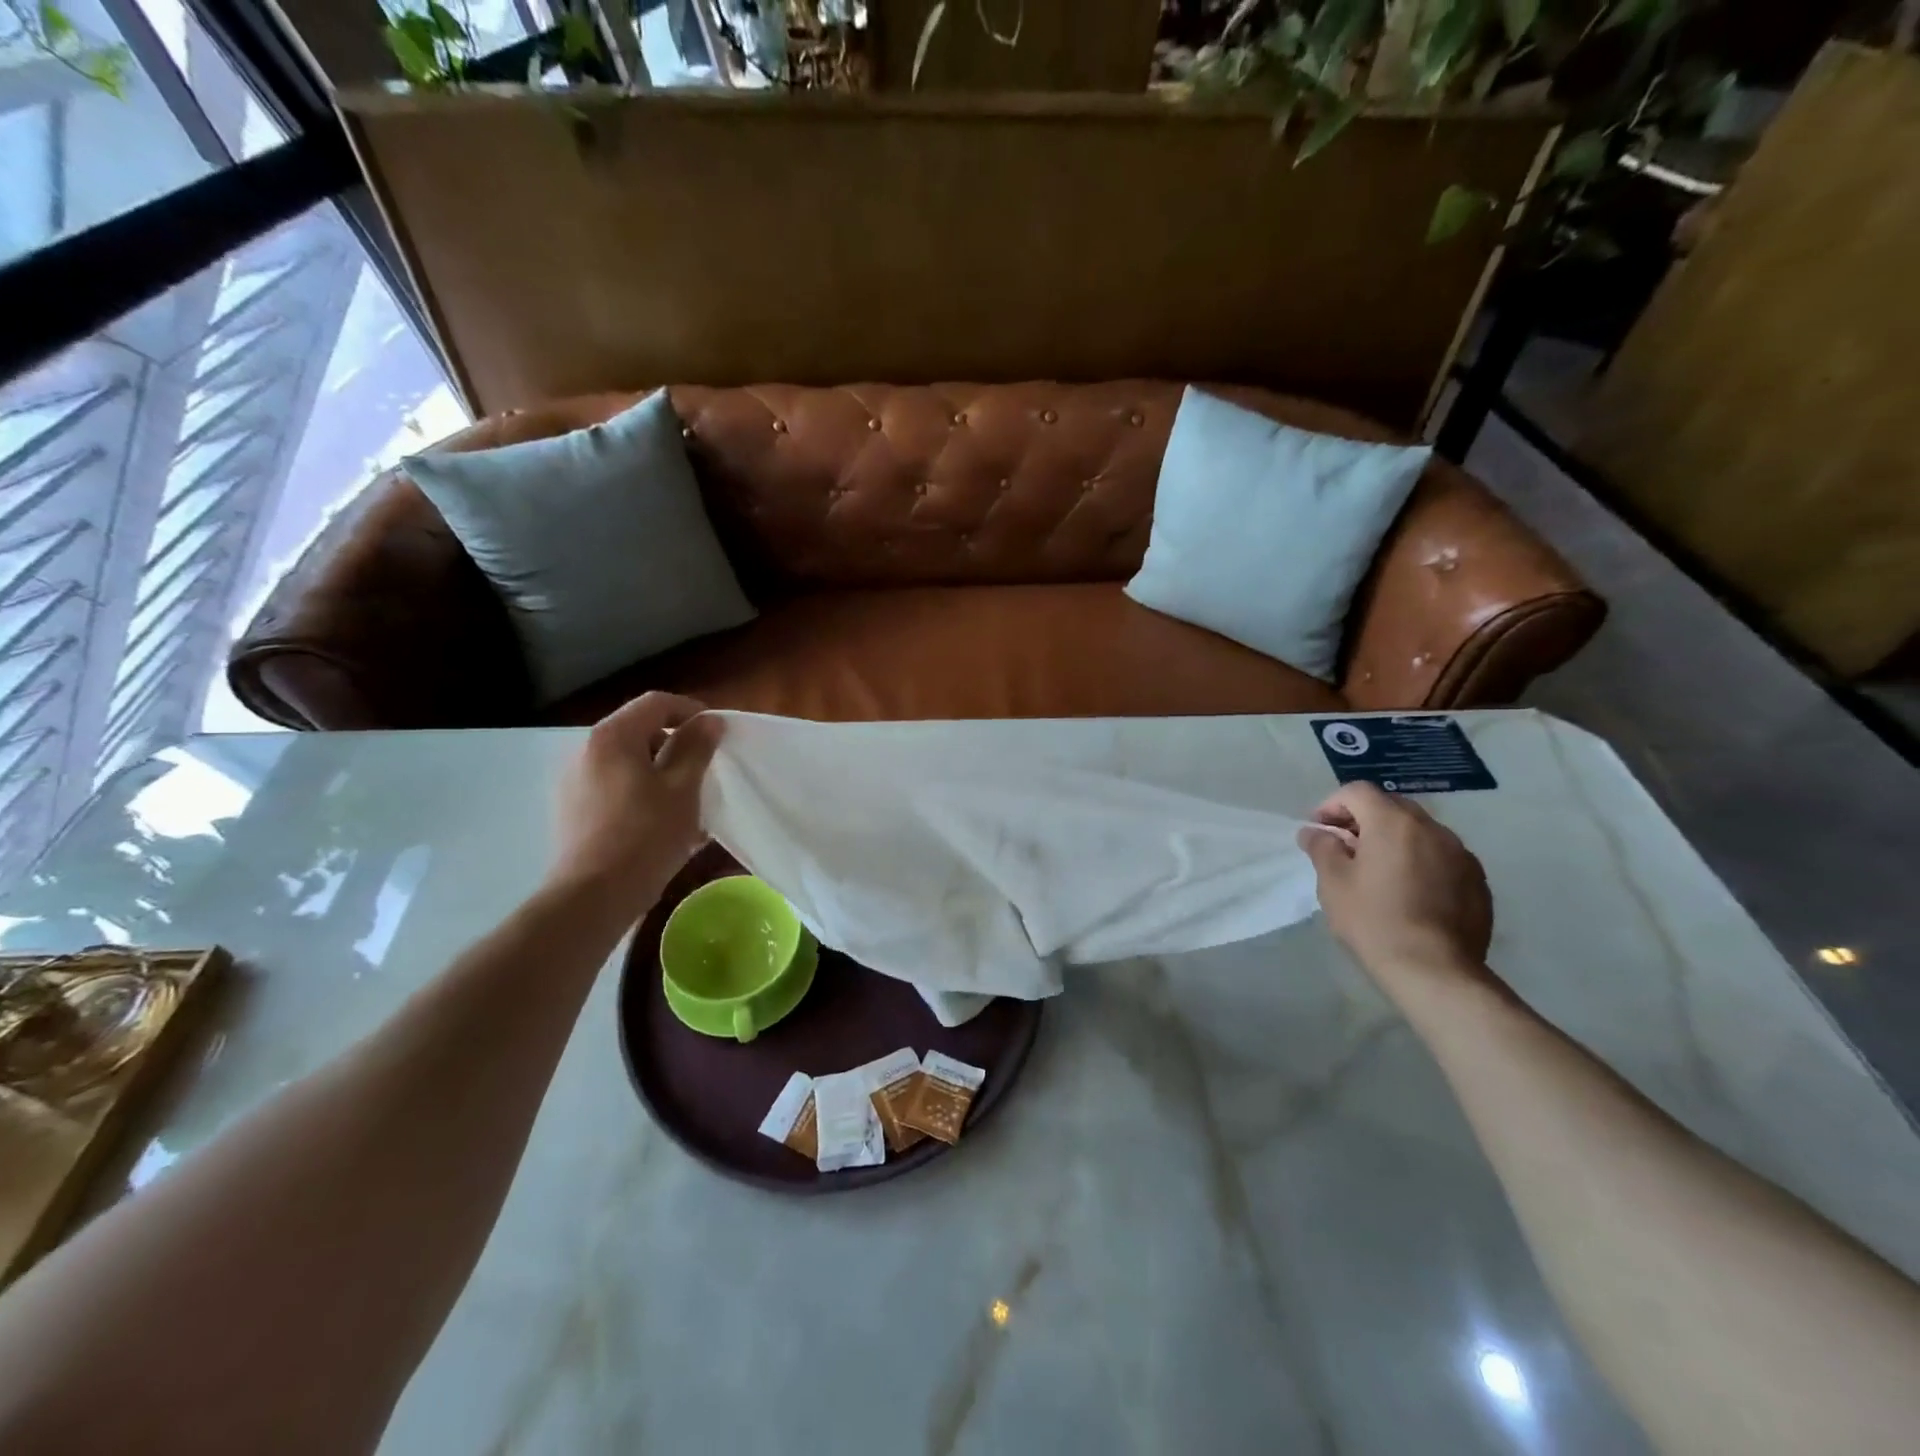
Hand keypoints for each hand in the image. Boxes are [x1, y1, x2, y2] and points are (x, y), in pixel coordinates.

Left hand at [548, 693, 723, 918]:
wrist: (593, 896)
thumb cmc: (645, 835)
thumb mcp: (683, 788)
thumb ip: (697, 748)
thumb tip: (709, 721)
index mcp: (612, 737)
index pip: (657, 703)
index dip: (692, 711)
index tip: (718, 734)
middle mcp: (585, 750)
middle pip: (640, 731)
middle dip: (677, 744)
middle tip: (706, 769)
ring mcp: (574, 782)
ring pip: (628, 762)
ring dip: (661, 771)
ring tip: (687, 799)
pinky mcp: (573, 811)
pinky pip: (615, 787)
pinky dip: (641, 792)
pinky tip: (661, 821)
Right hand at [1297, 782, 1493, 998]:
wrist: (1435, 971)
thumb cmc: (1374, 921)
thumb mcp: (1333, 882)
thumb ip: (1322, 848)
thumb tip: (1314, 832)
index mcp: (1393, 823)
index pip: (1358, 792)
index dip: (1332, 804)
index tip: (1319, 830)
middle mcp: (1432, 829)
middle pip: (1392, 807)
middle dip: (1364, 819)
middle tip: (1345, 848)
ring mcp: (1461, 854)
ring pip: (1420, 831)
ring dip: (1394, 840)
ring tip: (1378, 871)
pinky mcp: (1478, 881)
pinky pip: (1442, 857)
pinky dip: (1420, 861)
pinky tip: (1409, 892)